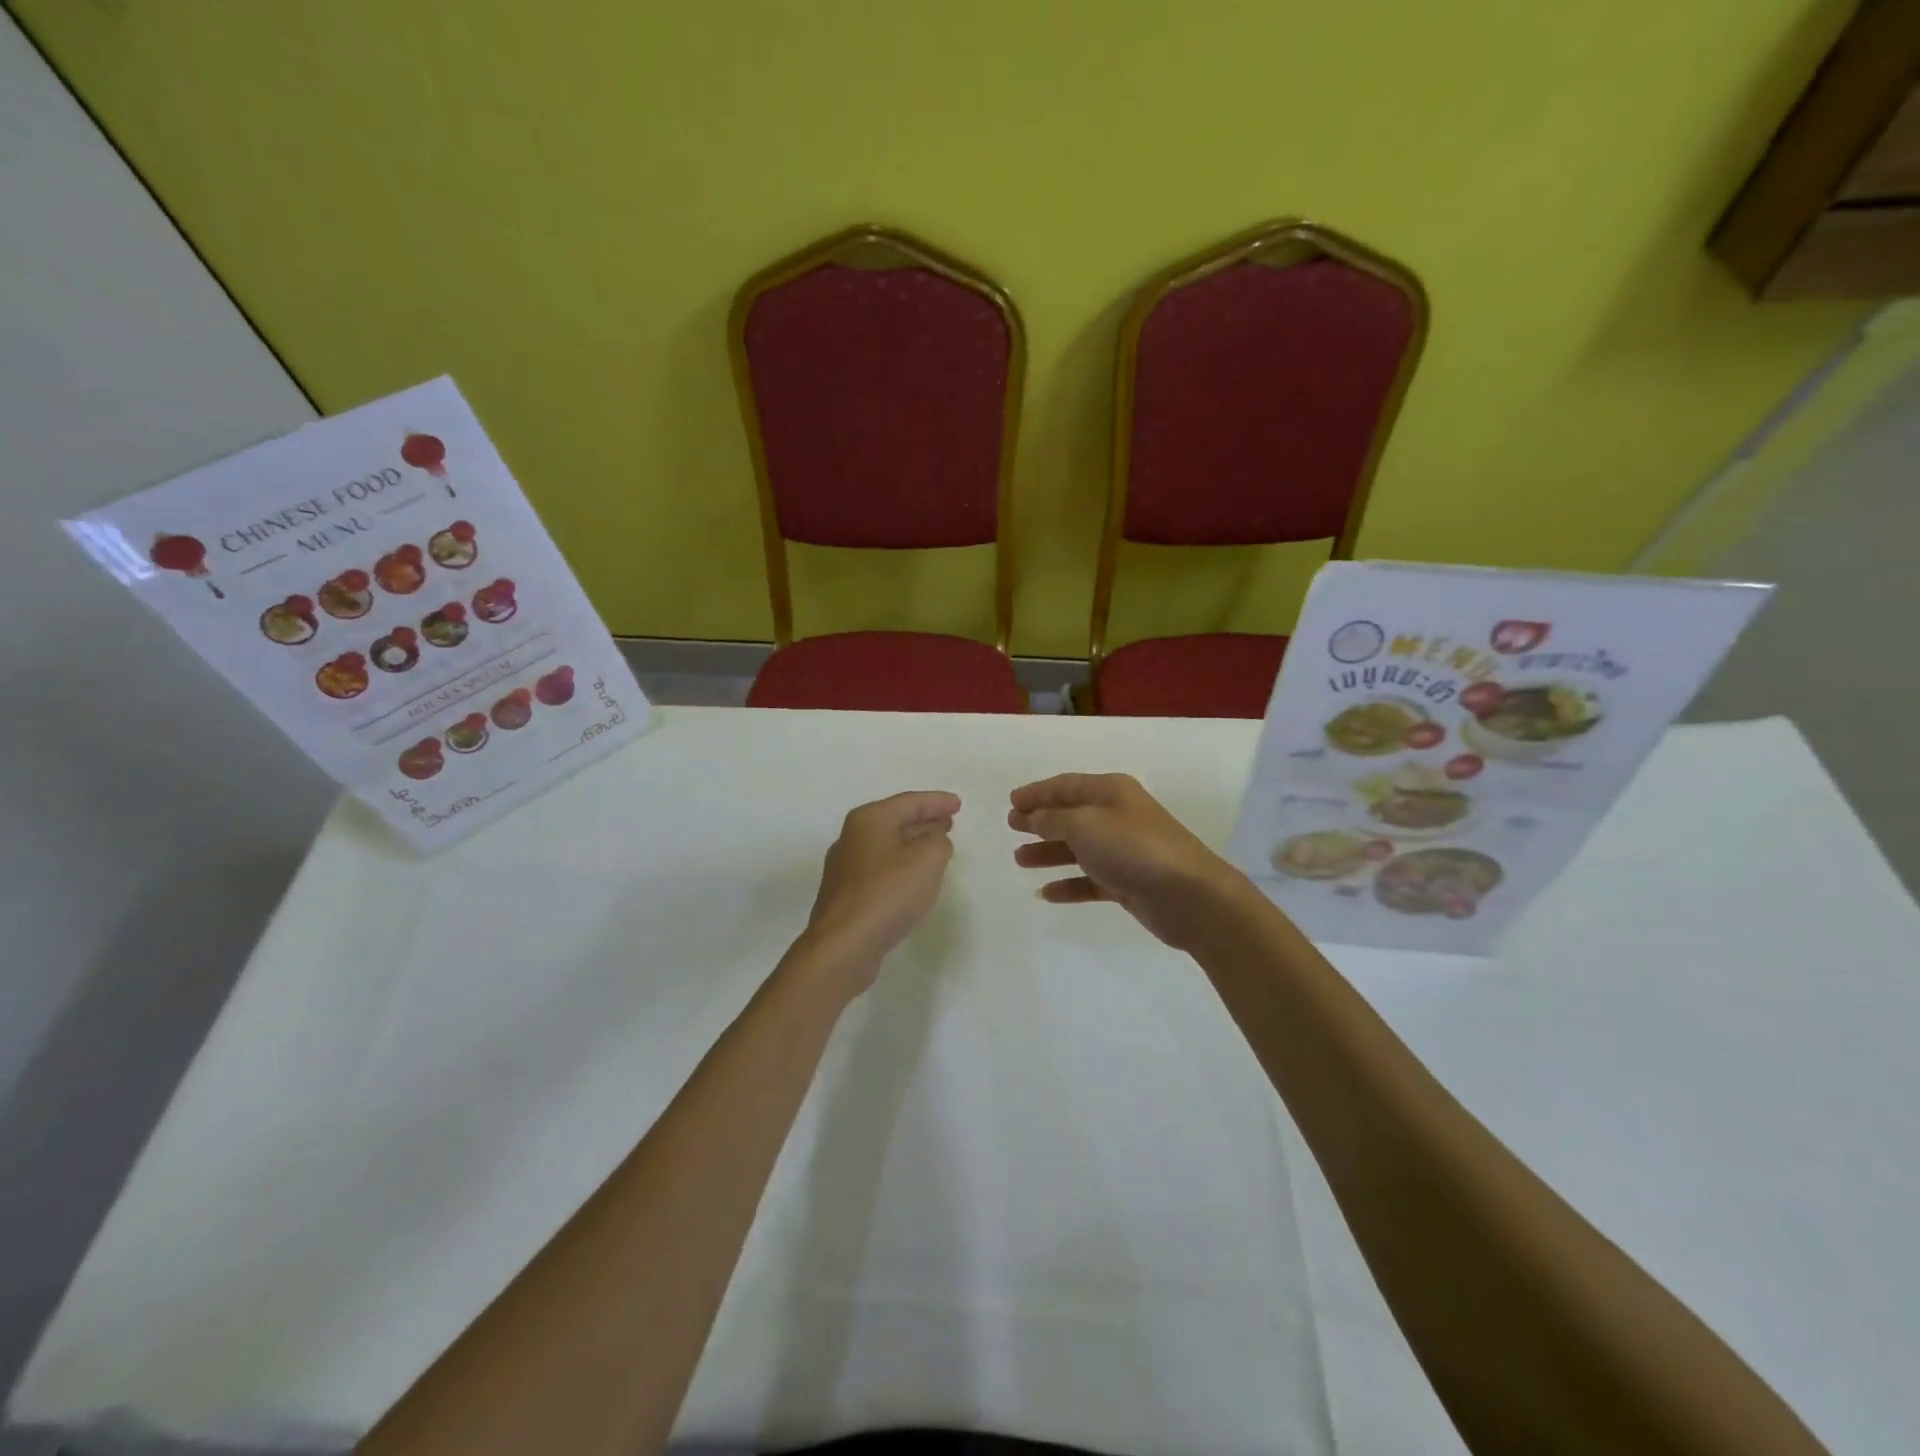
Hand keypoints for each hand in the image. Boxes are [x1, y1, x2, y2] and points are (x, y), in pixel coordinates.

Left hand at [798, 790, 960, 993]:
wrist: (844, 945)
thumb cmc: (887, 894)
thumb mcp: (928, 860)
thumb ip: (939, 842)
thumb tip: (934, 841)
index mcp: (869, 820)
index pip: (909, 802)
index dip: (937, 802)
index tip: (958, 804)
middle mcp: (851, 837)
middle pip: (895, 821)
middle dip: (924, 821)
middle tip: (949, 823)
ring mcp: (845, 867)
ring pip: (887, 846)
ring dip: (913, 844)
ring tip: (937, 848)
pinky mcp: (845, 895)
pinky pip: (880, 869)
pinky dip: (901, 866)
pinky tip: (914, 879)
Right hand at [1008, 773, 1243, 950]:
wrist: (1188, 895)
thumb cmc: (1133, 848)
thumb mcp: (1084, 825)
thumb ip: (1053, 819)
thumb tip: (1035, 816)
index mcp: (1110, 792)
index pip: (1066, 786)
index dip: (1037, 792)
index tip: (1011, 802)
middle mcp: (1117, 816)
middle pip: (1071, 815)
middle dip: (1040, 821)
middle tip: (1012, 828)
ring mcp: (1124, 851)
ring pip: (1078, 848)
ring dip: (1049, 852)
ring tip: (1020, 860)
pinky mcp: (1128, 882)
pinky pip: (1090, 879)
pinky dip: (1069, 884)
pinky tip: (1046, 893)